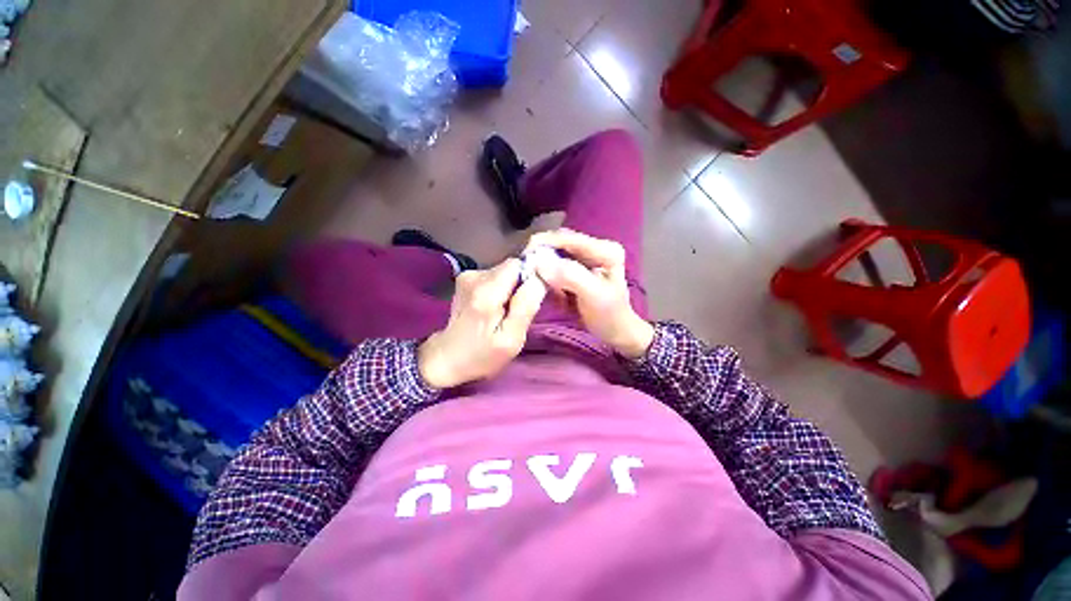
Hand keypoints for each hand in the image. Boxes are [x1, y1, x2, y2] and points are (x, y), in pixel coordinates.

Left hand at [418, 259, 546, 388]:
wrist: (446, 358)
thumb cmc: (482, 355)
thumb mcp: (512, 339)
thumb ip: (526, 306)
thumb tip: (539, 277)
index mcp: (487, 292)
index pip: (518, 265)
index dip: (529, 277)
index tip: (530, 298)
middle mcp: (475, 277)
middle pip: (511, 267)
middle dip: (520, 285)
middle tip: (516, 311)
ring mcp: (468, 275)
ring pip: (504, 271)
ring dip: (510, 288)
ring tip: (503, 312)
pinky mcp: (466, 278)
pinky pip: (495, 276)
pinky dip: (500, 289)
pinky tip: (493, 308)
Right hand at [525, 228, 653, 358]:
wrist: (616, 332)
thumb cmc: (609, 316)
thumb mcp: (593, 295)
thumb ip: (570, 276)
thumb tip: (541, 262)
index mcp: (605, 250)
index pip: (568, 238)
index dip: (544, 243)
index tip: (524, 257)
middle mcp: (595, 249)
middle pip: (559, 244)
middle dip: (543, 258)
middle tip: (529, 274)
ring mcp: (586, 259)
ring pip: (555, 256)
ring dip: (546, 272)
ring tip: (551, 292)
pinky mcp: (578, 270)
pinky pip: (555, 268)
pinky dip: (550, 280)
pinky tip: (556, 295)